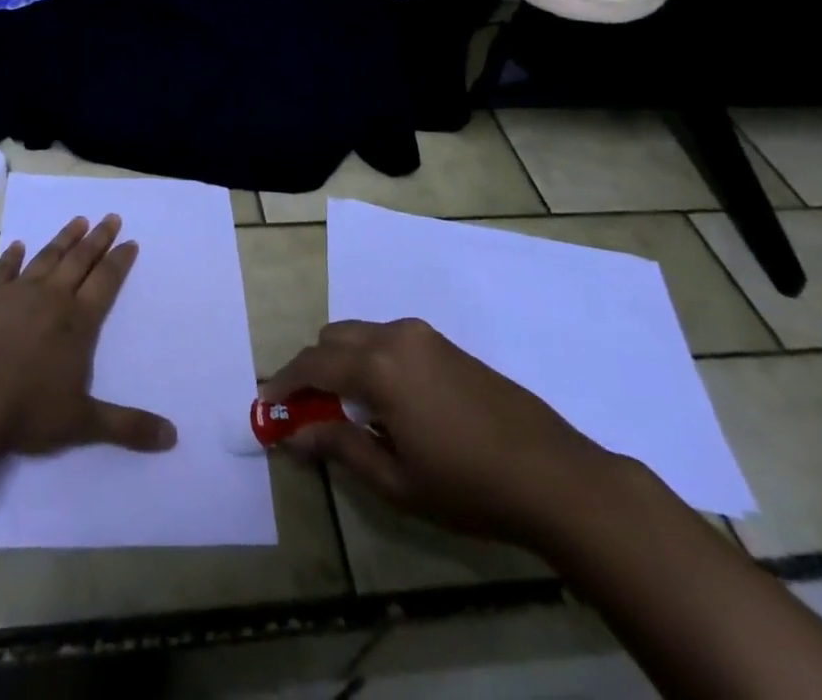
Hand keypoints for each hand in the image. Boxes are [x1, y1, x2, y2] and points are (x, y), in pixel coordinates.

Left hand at [0, 213, 171, 576]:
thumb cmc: (28, 410)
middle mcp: (52, 298)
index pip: (106, 282)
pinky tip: (17, 245)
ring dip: (64, 238)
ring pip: (47, 257)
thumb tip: (173, 437)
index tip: (130, 241)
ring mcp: (17, 293)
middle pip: (80, 260)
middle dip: (98, 238)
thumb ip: (128, 426)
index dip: (119, 261)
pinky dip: (11, 256)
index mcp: (79, 322)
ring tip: (78, 220)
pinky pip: (3, 269)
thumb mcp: (83, 423)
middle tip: (111, 217)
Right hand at [263, 318, 618, 550]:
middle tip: (307, 411)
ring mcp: (423, 335)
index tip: (266, 405)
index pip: (313, 364)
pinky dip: (370, 360)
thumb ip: (340, 448)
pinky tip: (387, 402)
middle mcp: (395, 336)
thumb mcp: (397, 480)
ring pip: (360, 335)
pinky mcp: (444, 343)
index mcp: (378, 366)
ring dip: (341, 362)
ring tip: (347, 410)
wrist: (554, 475)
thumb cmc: (468, 486)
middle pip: (332, 338)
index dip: (284, 384)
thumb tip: (295, 436)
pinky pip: (389, 340)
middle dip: (312, 369)